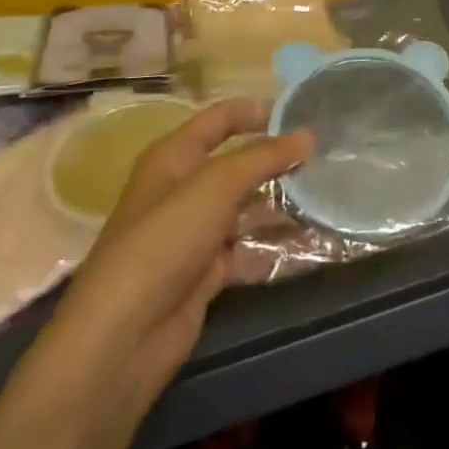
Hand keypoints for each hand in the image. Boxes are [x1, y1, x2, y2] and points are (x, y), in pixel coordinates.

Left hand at [43, 100, 313, 415]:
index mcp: (174, 158)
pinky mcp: (206, 273)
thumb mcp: (216, 186)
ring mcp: (194, 234)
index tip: (300, 113)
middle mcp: (183, 190)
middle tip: (324, 157)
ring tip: (325, 197)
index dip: (255, 111)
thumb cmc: (165, 241)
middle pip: (237, 164)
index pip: (219, 119)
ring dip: (281, 204)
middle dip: (276, 160)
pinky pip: (248, 250)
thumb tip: (308, 135)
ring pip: (246, 209)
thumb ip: (263, 157)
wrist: (124, 336)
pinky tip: (309, 240)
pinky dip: (274, 246)